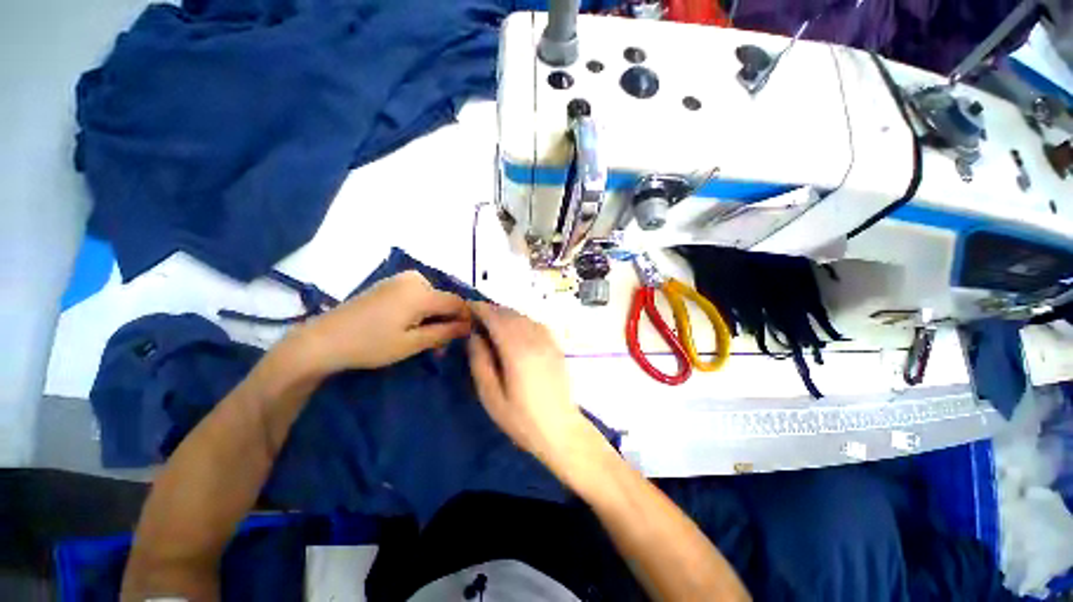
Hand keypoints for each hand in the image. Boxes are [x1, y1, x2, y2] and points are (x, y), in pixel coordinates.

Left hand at [296, 271, 470, 373]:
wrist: (323, 339)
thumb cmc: (370, 344)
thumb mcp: (412, 343)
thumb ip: (445, 332)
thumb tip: (470, 326)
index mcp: (422, 293)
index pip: (458, 302)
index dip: (466, 318)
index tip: (467, 336)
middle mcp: (415, 279)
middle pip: (445, 300)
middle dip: (448, 321)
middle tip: (440, 346)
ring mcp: (400, 279)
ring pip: (432, 298)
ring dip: (435, 318)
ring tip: (426, 340)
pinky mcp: (390, 284)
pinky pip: (418, 295)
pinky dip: (421, 311)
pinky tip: (411, 326)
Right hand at [467, 302, 603, 474]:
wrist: (561, 430)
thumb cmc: (522, 419)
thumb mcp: (491, 396)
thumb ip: (480, 362)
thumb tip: (474, 336)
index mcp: (516, 351)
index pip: (496, 319)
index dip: (481, 309)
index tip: (468, 306)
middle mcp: (534, 339)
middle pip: (511, 315)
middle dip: (493, 310)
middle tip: (477, 315)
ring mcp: (548, 341)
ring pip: (524, 317)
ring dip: (507, 314)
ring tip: (493, 321)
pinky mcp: (556, 346)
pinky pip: (536, 323)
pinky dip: (522, 320)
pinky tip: (516, 328)